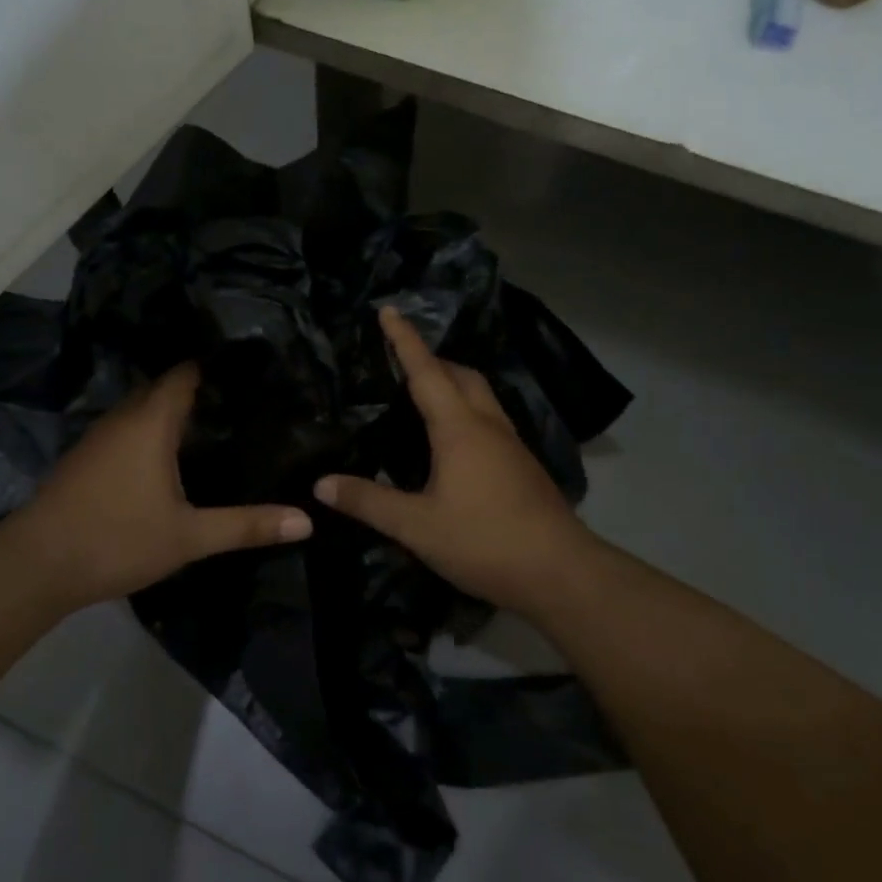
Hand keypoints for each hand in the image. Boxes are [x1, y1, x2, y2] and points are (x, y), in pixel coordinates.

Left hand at [0, 364, 312, 610]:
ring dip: (174, 410)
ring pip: (143, 408)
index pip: (186, 372)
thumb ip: (247, 526)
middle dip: (201, 388)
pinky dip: (152, 430)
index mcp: (151, 422)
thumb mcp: (189, 537)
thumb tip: (306, 521)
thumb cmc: (117, 540)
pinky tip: (172, 455)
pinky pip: (128, 428)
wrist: (35, 566)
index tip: (251, 367)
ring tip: (218, 419)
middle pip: (165, 387)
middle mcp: (124, 417)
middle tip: (245, 396)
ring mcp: (99, 437)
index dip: (216, 364)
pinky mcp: (86, 458)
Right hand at [316, 306, 601, 614]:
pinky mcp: (523, 466)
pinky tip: (453, 442)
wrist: (560, 571)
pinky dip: (466, 411)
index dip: (405, 340)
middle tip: (401, 359)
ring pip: (480, 397)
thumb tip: (321, 483)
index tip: (390, 310)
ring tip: (424, 395)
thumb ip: (368, 502)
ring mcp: (512, 445)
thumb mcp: (416, 526)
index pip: (427, 371)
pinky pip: (489, 420)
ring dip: (454, 383)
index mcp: (459, 428)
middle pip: (461, 375)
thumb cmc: (484, 540)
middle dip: (432, 359)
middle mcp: (488, 425)